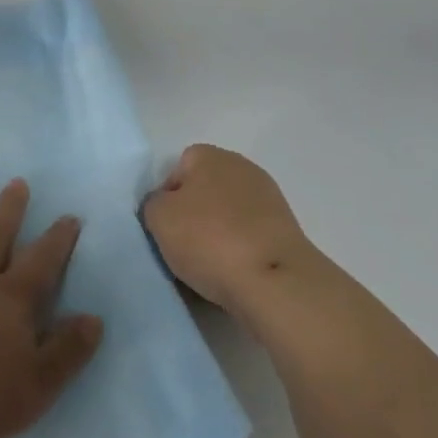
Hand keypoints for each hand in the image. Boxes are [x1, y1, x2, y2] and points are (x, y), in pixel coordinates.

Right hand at [141, 145, 322, 314]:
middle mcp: (242, 168)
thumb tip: (164, 206)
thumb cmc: (210, 240)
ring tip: (206, 268)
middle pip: (204, 191)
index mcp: (211, 156)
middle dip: (192, 216)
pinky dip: (238, 251)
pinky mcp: (284, 230)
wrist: (274, 281)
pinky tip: (231, 274)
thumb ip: (153, 203)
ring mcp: (268, 198)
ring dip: (216, 235)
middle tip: (181, 248)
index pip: (178, 168)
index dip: (166, 197)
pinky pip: (248, 237)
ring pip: (227, 215)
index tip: (164, 227)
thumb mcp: (159, 218)